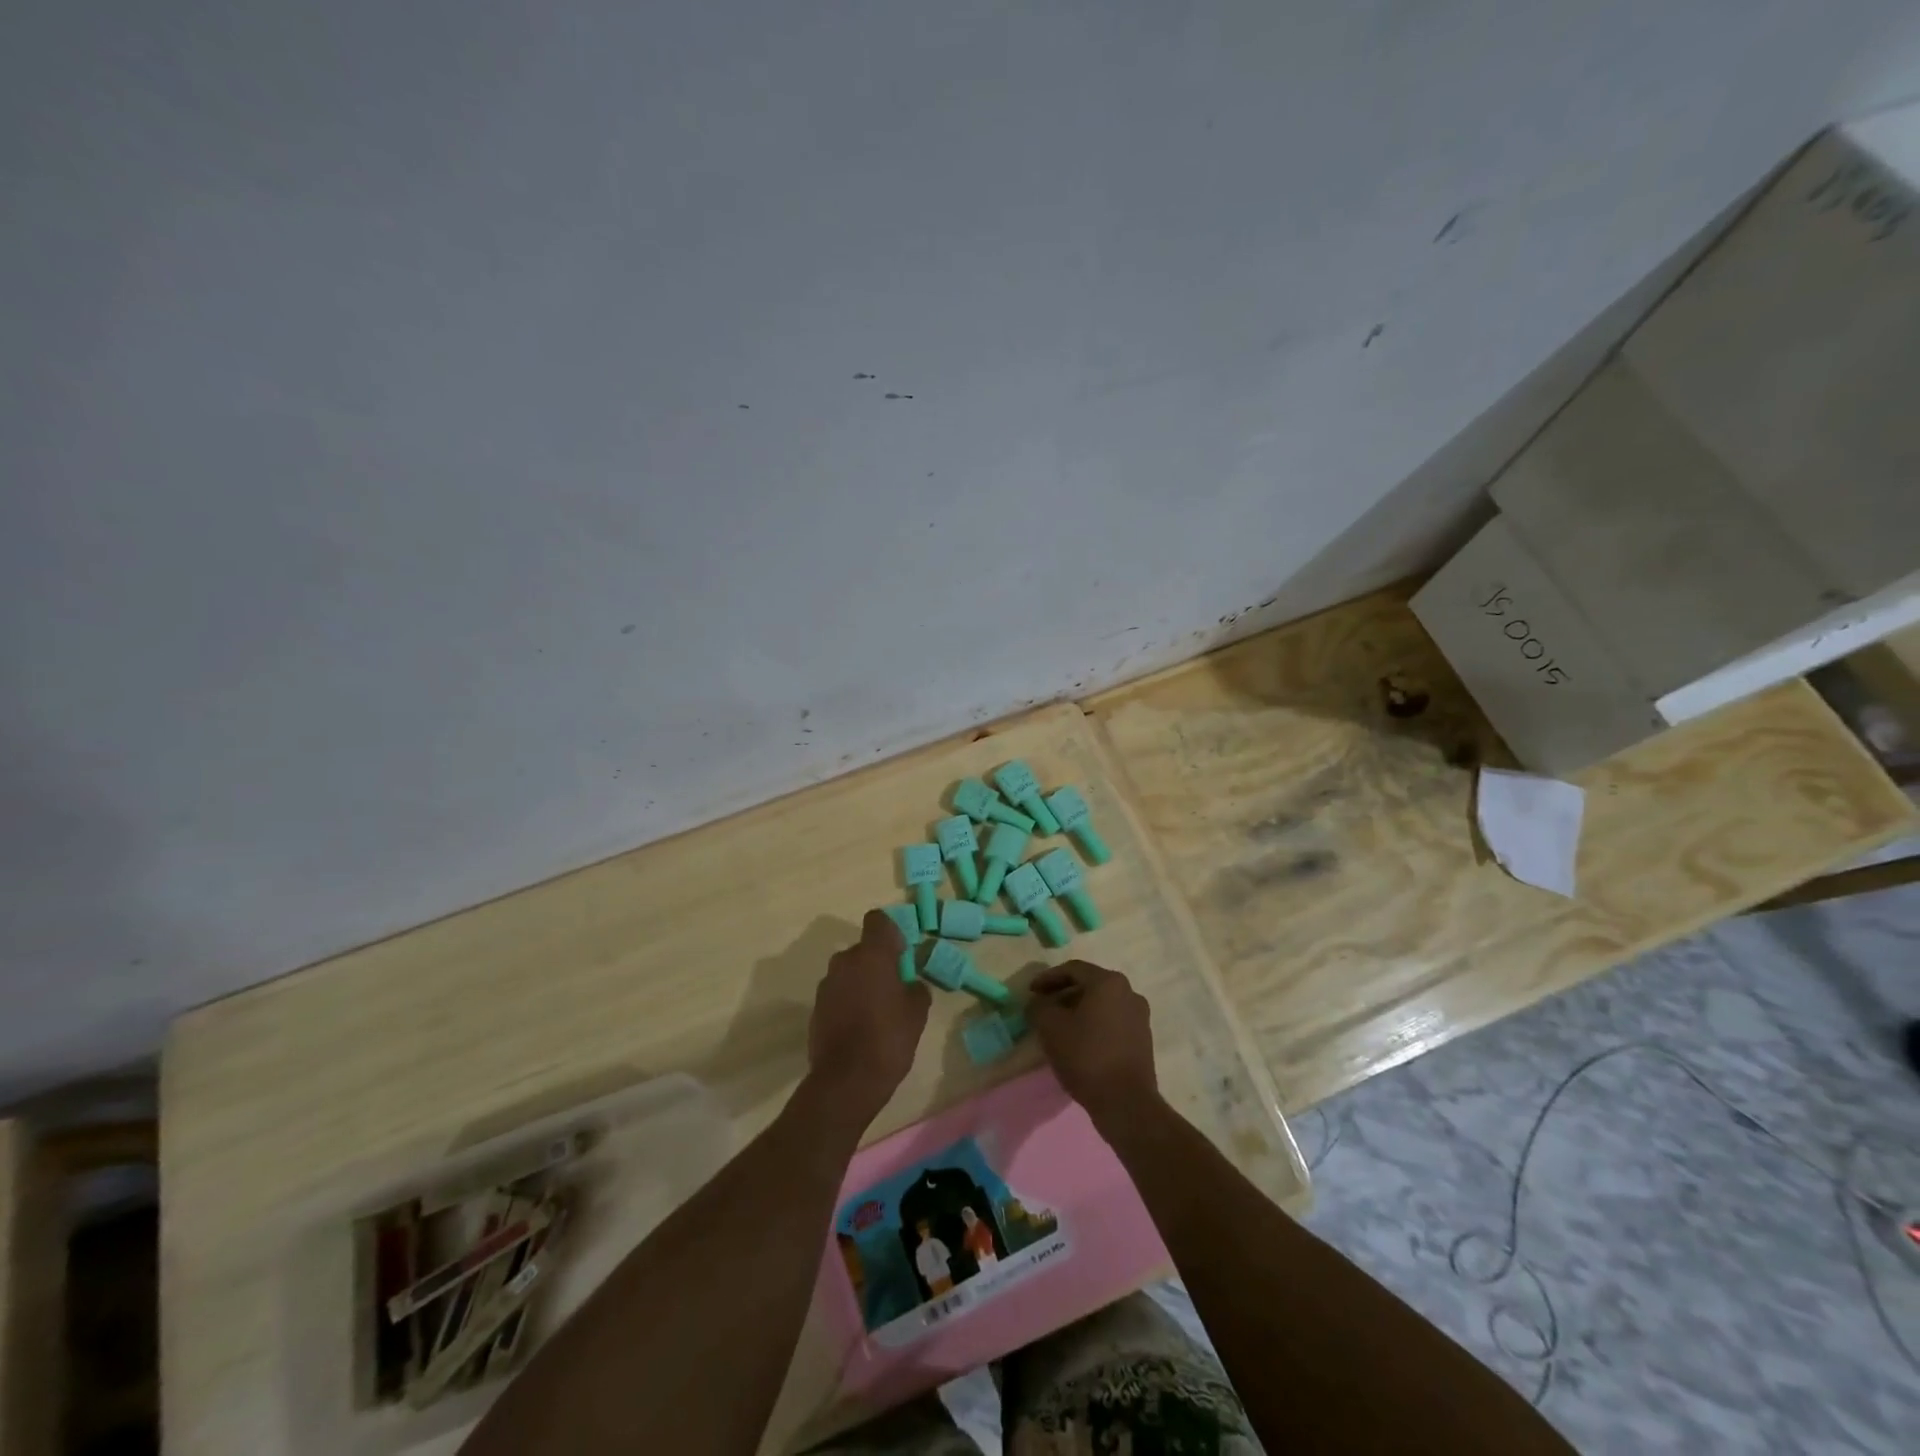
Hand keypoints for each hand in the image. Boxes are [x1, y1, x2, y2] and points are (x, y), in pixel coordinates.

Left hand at [807, 910, 930, 1122]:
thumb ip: (915, 988)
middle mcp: (845, 961)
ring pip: (849, 972)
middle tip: (893, 989)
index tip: (900, 955)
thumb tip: (910, 984)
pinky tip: (859, 1027)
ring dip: (861, 982)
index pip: (878, 920)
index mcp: (872, 955)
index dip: (890, 932)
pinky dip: (848, 1001)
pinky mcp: (816, 1007)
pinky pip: (837, 993)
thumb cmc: (888, 1039)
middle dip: (877, 963)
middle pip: (863, 949)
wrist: (846, 1081)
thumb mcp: (917, 1012)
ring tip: (876, 1012)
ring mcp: (827, 984)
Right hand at [1027, 961, 1157, 1125]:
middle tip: (1043, 1008)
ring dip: (1078, 1011)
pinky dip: (1093, 1025)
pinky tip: (1079, 1043)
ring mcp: (1139, 1017)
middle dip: (1063, 994)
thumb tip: (1038, 1003)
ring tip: (1058, 1027)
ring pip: (1102, 1005)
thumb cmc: (1086, 1056)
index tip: (1030, 992)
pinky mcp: (1143, 1040)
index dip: (1048, 978)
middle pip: (1089, 985)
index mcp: (1108, 982)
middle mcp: (1129, 992)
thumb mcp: (1050, 1027)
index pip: (1073, 969)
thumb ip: (1039, 1007)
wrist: (1126, 1103)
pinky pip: (1112, 1022)